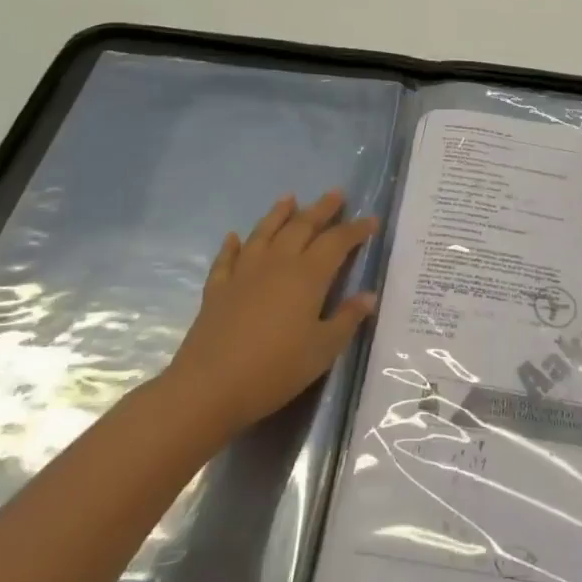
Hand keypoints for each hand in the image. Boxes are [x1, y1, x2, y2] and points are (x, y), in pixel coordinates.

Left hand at [165, 190, 379, 446]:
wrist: (209, 386)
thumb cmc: (276, 369)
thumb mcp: (322, 349)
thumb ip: (347, 319)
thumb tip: (368, 295)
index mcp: (307, 276)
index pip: (337, 242)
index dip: (355, 229)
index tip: (371, 219)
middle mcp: (277, 264)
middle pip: (302, 227)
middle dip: (321, 209)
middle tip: (336, 194)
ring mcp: (244, 273)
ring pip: (264, 233)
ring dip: (279, 214)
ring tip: (290, 198)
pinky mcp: (218, 289)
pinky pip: (227, 258)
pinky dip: (233, 245)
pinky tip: (234, 237)